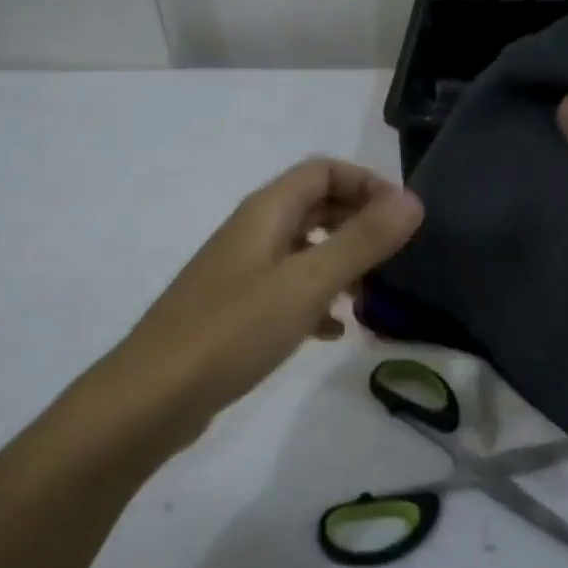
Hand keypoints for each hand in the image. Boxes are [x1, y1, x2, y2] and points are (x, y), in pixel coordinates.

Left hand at [101, 157, 422, 446]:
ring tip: (372, 298)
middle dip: (358, 224)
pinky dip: (317, 301)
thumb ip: (362, 241)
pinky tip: (334, 331)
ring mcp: (242, 272)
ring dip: (341, 264)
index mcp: (266, 212)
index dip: (367, 184)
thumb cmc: (234, 330)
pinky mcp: (237, 310)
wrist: (154, 396)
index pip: (324, 171)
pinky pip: (288, 290)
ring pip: (303, 251)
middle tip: (396, 257)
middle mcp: (252, 232)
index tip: (403, 219)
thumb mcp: (307, 283)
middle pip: (315, 207)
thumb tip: (413, 200)